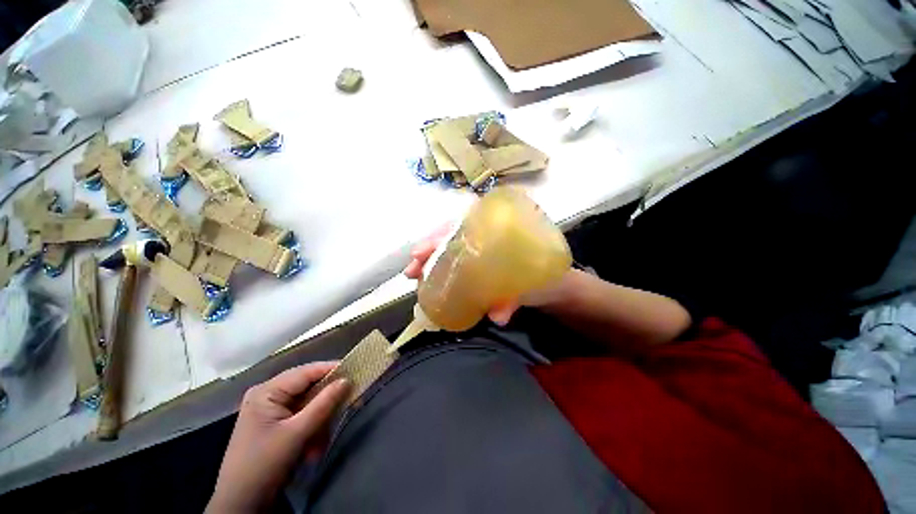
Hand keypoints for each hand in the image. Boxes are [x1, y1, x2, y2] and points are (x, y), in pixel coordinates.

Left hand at [207, 363, 349, 512]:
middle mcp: (268, 394)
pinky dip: (311, 429)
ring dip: (319, 421)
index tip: (356, 369)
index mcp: (267, 391)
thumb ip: (324, 403)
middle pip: (308, 388)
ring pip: (307, 404)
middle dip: (325, 403)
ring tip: (320, 444)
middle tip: (348, 405)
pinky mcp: (274, 423)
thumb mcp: (297, 433)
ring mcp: (270, 409)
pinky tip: (312, 449)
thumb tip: (347, 379)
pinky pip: (301, 417)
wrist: (241, 504)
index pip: (306, 372)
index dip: (332, 369)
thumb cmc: (264, 464)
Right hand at [404, 225, 571, 325]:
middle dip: (429, 249)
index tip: (421, 251)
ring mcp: (481, 251)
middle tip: (411, 268)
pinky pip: (456, 264)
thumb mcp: (533, 284)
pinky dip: (441, 271)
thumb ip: (516, 297)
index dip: (440, 235)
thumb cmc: (547, 276)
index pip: (464, 224)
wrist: (556, 287)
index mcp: (501, 229)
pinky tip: (430, 282)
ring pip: (451, 249)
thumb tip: (496, 316)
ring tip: (413, 274)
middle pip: (451, 235)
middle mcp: (487, 236)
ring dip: (430, 261)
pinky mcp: (479, 267)